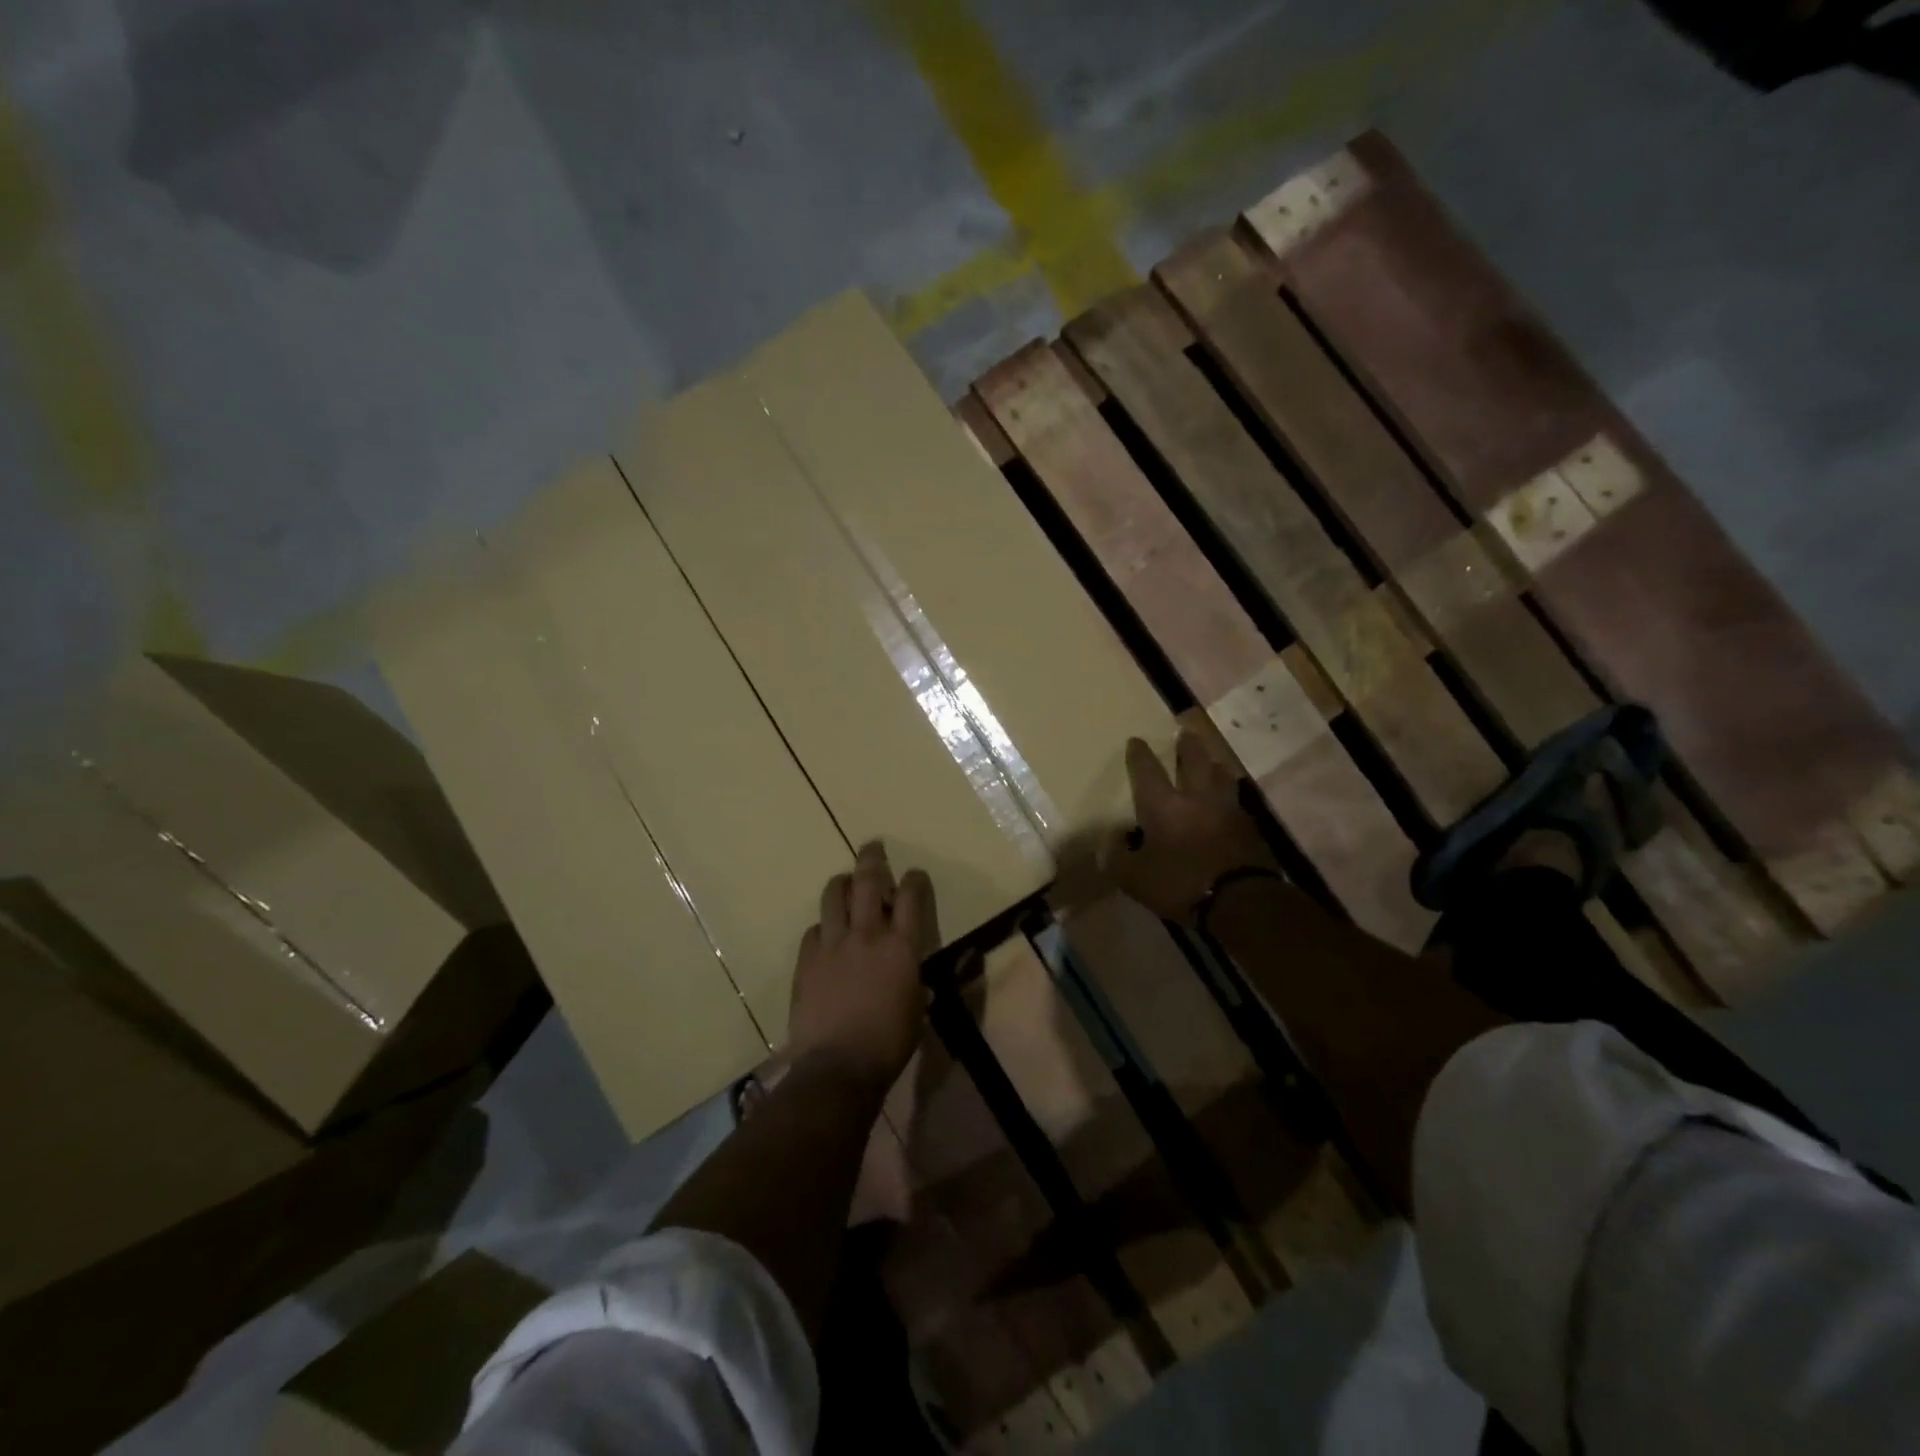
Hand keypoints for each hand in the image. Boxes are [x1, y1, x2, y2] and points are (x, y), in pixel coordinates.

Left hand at [788, 841, 935, 1090]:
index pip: (911, 896)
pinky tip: (825, 935)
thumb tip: (917, 981)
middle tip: (872, 846)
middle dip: (872, 859)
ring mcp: (832, 944)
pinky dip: (822, 927)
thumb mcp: (916, 1011)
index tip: (914, 874)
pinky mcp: (807, 960)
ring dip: (841, 884)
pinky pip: (813, 931)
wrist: (838, 1065)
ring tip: (844, 882)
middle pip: (868, 881)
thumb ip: (915, 986)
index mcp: (901, 946)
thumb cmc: (889, 1043)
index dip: (914, 879)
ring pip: (833, 896)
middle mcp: (867, 934)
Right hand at [1101, 731, 1280, 924]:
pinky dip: (1229, 795)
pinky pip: (1236, 801)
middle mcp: (1196, 798)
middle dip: (1187, 745)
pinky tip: (1228, 801)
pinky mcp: (1250, 827)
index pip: (1147, 771)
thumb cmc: (1180, 883)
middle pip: (1194, 760)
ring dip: (1214, 765)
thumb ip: (1118, 859)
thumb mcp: (1135, 879)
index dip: (1139, 755)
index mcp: (1163, 805)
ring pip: (1221, 776)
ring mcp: (1228, 809)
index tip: (1136, 740)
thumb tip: (1108, 845)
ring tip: (1211, 762)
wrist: (1241, 901)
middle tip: (1185, 732)